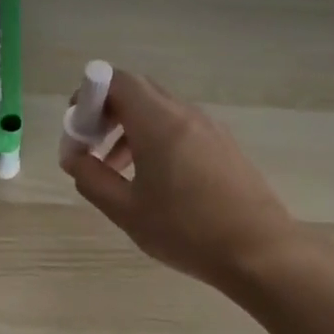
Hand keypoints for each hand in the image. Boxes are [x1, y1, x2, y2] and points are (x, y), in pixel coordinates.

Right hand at [64, 70, 298, 287]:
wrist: (261, 253)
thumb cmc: (186, 231)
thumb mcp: (126, 210)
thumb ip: (91, 178)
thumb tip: (73, 157)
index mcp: (158, 123)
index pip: (118, 80)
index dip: (90, 94)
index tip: (78, 127)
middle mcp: (185, 115)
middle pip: (139, 91)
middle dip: (108, 110)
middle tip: (92, 145)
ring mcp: (210, 129)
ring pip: (160, 111)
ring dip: (131, 128)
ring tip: (117, 170)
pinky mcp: (225, 146)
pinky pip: (181, 127)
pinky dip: (156, 139)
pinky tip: (154, 181)